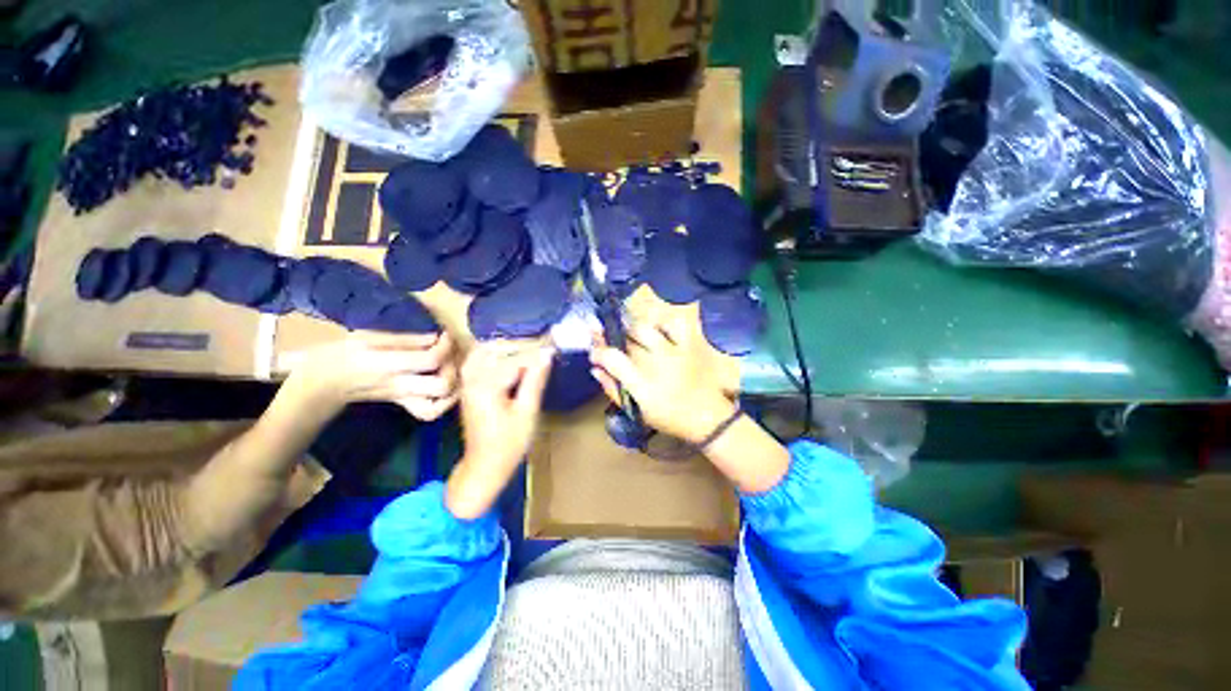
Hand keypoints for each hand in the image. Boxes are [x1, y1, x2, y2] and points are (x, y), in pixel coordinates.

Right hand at [288, 331, 458, 420]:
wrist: (320, 386)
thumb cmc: (341, 355)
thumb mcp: (366, 337)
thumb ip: (404, 339)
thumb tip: (436, 336)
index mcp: (387, 366)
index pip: (430, 360)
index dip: (446, 345)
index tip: (445, 334)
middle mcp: (399, 386)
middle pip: (442, 386)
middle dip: (454, 367)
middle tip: (450, 353)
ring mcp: (403, 400)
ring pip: (439, 406)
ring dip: (454, 385)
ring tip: (450, 367)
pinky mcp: (406, 405)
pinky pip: (431, 412)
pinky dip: (446, 401)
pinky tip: (448, 385)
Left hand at [459, 342, 553, 472]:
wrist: (484, 467)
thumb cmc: (509, 443)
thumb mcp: (527, 412)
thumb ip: (535, 380)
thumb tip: (546, 355)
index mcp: (486, 386)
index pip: (514, 361)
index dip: (535, 356)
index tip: (553, 351)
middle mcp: (472, 380)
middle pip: (496, 352)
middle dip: (519, 350)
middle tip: (542, 354)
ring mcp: (467, 385)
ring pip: (482, 354)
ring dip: (503, 350)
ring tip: (525, 354)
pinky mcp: (468, 390)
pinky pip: (475, 363)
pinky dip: (490, 357)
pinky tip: (505, 360)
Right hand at [590, 320, 736, 444]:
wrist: (707, 417)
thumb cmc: (669, 418)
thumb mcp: (637, 411)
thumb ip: (613, 390)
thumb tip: (596, 369)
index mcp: (641, 383)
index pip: (611, 357)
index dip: (597, 352)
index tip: (595, 354)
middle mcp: (655, 361)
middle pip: (625, 338)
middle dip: (611, 336)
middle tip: (608, 340)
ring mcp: (673, 350)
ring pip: (644, 328)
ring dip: (630, 330)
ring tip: (628, 336)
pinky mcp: (688, 345)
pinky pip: (672, 325)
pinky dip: (660, 325)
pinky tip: (655, 331)